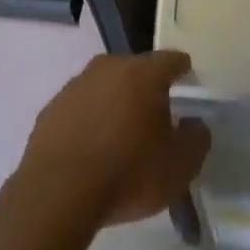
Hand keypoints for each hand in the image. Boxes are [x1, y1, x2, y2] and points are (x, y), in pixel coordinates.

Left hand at [10, 52, 209, 227]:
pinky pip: (80, 107)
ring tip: (121, 135)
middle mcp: (109, 67)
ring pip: (105, 86)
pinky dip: (89, 120)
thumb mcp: (179, 167)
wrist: (60, 190)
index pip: (170, 60)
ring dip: (115, 103)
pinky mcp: (53, 106)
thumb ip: (196, 140)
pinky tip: (91, 148)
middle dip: (146, 87)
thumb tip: (196, 124)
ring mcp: (77, 84)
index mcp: (144, 74)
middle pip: (135, 70)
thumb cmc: (129, 172)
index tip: (187, 74)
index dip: (181, 67)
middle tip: (155, 114)